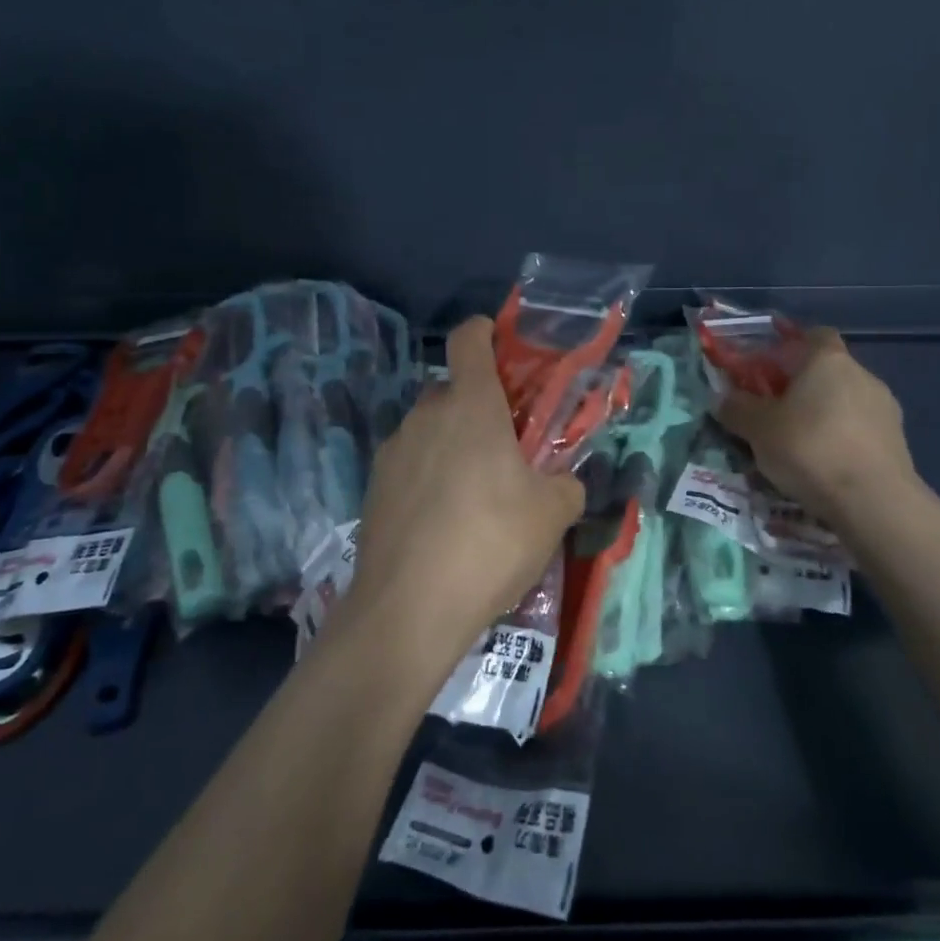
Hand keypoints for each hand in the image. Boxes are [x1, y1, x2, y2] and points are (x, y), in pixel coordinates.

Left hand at [333, 317, 584, 680]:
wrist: (408, 609)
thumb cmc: (490, 543)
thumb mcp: (552, 514)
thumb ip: (566, 484)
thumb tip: (562, 482)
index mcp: (471, 405)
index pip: (469, 339)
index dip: (485, 332)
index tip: (501, 345)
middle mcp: (426, 416)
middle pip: (452, 389)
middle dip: (478, 406)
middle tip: (505, 447)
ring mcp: (393, 451)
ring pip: (429, 429)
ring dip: (452, 443)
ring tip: (474, 494)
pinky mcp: (373, 487)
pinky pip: (410, 464)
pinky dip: (428, 476)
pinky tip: (443, 522)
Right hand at [713, 328, 921, 528]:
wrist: (874, 502)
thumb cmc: (809, 448)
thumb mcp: (757, 429)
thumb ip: (737, 408)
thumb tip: (723, 398)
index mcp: (828, 360)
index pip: (813, 334)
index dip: (791, 345)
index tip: (769, 367)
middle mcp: (862, 375)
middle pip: (827, 371)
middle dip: (802, 387)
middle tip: (774, 412)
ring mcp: (885, 409)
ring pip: (845, 402)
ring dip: (823, 416)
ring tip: (798, 447)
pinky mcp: (898, 442)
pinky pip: (860, 431)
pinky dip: (841, 441)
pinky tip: (824, 466)